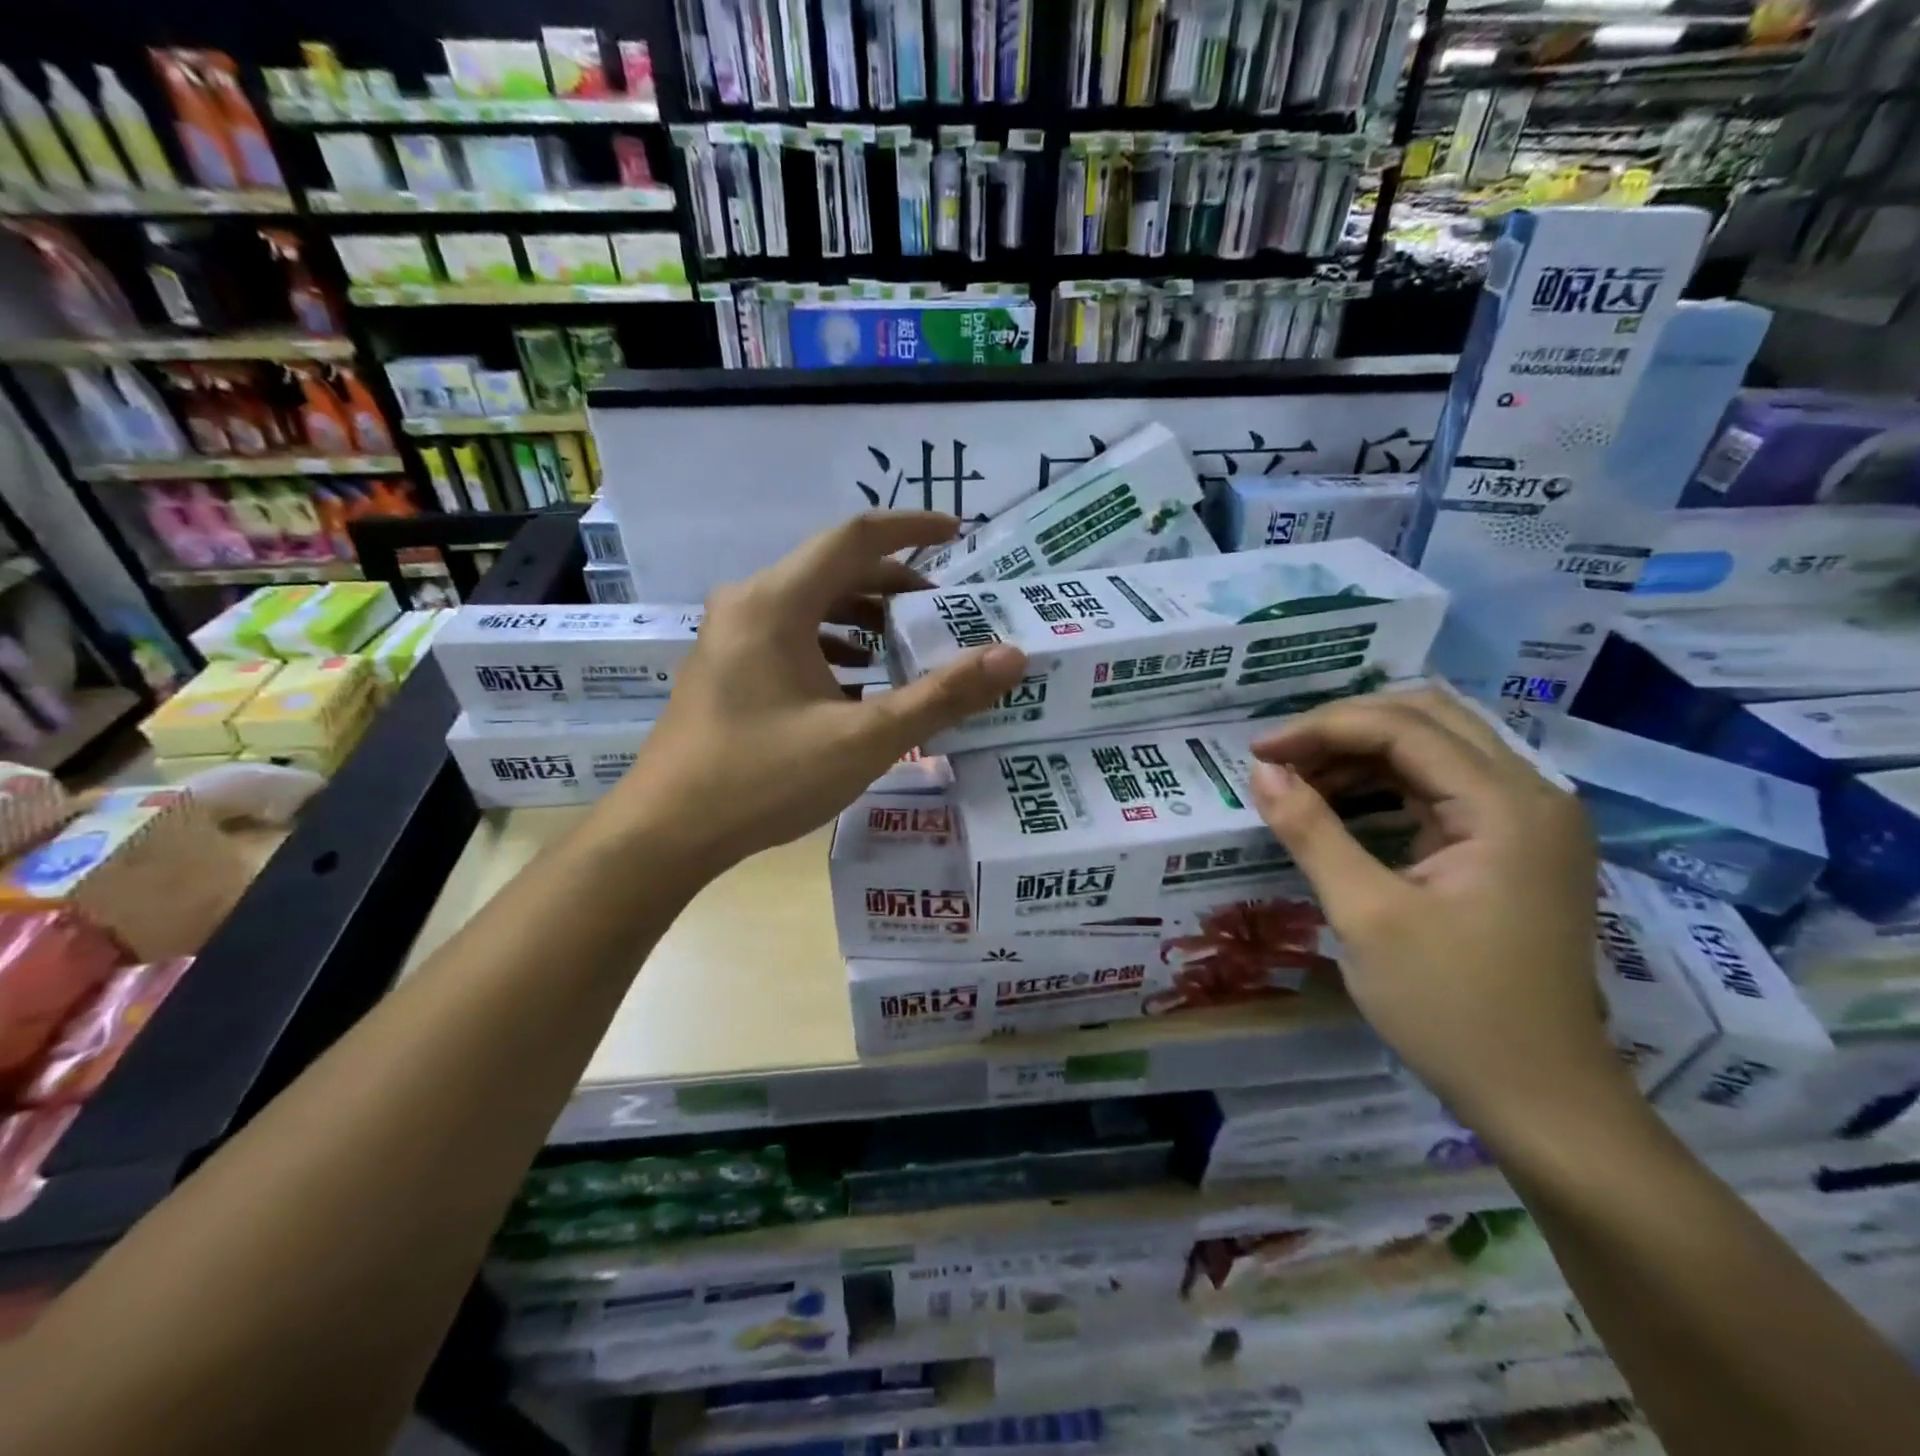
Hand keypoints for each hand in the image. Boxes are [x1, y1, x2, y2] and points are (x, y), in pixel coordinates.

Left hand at [607, 511, 1026, 877]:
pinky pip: (789, 635)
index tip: (958, 533)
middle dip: (893, 584)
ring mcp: (730, 636)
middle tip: (943, 611)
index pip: (855, 538)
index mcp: (776, 602)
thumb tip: (1012, 656)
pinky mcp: (725, 668)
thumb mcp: (864, 740)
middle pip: (833, 570)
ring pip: (810, 604)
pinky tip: (857, 683)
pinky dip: (832, 646)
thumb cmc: (764, 779)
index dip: (911, 529)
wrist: (665, 833)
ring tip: (908, 646)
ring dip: (863, 617)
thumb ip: (941, 696)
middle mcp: (748, 604)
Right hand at [1248, 688, 1618, 1125]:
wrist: (1541, 1099)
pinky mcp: (1515, 847)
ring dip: (1363, 753)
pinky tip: (1342, 803)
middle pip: (1429, 720)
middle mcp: (1531, 796)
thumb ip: (1311, 831)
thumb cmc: (1452, 1008)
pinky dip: (1387, 784)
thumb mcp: (1366, 914)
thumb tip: (1261, 771)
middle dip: (1345, 728)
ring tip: (1299, 779)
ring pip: (1437, 749)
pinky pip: (1444, 788)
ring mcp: (1529, 822)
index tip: (1256, 753)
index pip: (1404, 729)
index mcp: (1507, 806)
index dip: (1321, 729)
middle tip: (1280, 757)